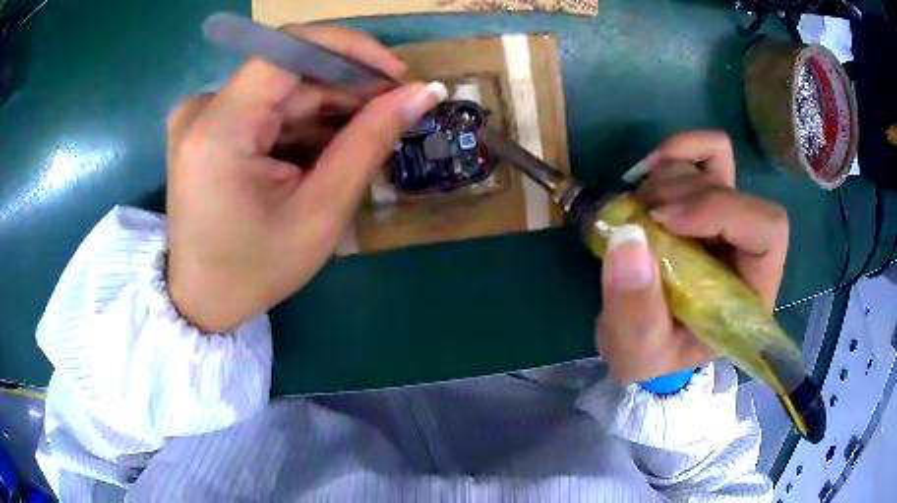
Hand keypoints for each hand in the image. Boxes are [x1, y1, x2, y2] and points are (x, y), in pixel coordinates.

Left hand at [166, 25, 444, 332]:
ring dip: (327, 108)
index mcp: (218, 129)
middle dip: (346, 86)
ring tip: (364, 138)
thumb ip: (368, 143)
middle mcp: (202, 110)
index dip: (350, 50)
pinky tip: (325, 150)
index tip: (396, 75)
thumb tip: (422, 93)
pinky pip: (264, 109)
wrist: (202, 301)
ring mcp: (200, 117)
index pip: (290, 50)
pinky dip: (301, 123)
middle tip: (393, 111)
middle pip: (288, 72)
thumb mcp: (319, 213)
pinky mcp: (205, 127)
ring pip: (280, 90)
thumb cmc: (254, 270)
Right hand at [596, 131, 788, 383]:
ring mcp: (727, 218)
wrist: (640, 338)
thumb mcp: (638, 351)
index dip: (721, 211)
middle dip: (682, 196)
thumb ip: (635, 310)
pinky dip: (676, 150)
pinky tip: (647, 172)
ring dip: (667, 179)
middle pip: (735, 191)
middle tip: (640, 219)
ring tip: (636, 213)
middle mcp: (747, 248)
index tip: (665, 221)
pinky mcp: (705, 198)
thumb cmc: (650, 353)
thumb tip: (629, 236)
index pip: (767, 230)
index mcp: (751, 292)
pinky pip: (706, 152)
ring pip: (715, 165)